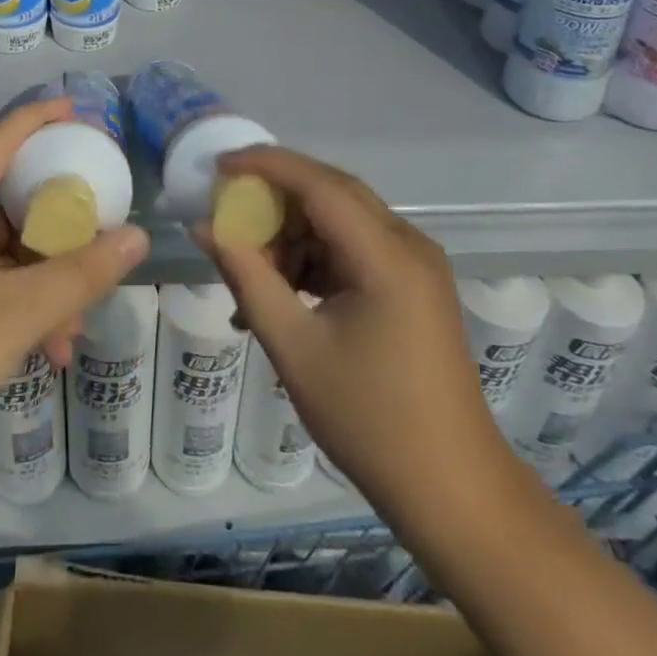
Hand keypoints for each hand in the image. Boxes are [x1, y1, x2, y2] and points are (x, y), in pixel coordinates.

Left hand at [0, 98, 149, 500]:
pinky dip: (17, 309)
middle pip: (3, 206)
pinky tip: (46, 350)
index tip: (74, 109)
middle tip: (94, 230)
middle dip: (53, 226)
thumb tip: (137, 237)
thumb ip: (81, 275)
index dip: (34, 120)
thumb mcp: (18, 314)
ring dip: (40, 282)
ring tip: (75, 324)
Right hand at [195, 146, 516, 511]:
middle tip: (227, 211)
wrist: (453, 490)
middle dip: (275, 196)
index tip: (218, 166)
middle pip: (331, 192)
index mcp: (387, 255)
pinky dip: (315, 258)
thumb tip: (204, 227)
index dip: (265, 165)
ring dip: (292, 233)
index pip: (318, 183)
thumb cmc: (370, 420)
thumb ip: (246, 276)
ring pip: (340, 219)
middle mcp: (408, 244)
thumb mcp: (294, 347)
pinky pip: (354, 247)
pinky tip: (284, 293)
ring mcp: (415, 263)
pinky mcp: (413, 284)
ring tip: (252, 274)